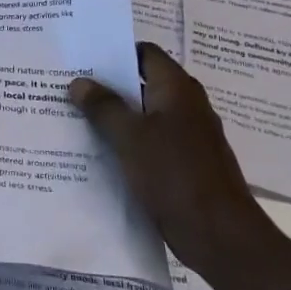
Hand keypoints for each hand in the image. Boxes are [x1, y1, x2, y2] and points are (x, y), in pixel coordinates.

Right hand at [69, 43, 269, 282]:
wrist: (220, 237)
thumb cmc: (175, 175)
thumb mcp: (130, 137)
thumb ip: (103, 107)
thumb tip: (79, 82)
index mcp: (177, 89)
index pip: (145, 53)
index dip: (115, 52)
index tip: (83, 58)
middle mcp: (186, 106)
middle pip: (143, 84)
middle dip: (108, 87)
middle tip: (70, 88)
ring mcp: (189, 137)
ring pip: (144, 116)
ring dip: (115, 117)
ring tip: (76, 119)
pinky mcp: (186, 166)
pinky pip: (151, 143)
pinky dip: (128, 144)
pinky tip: (99, 153)